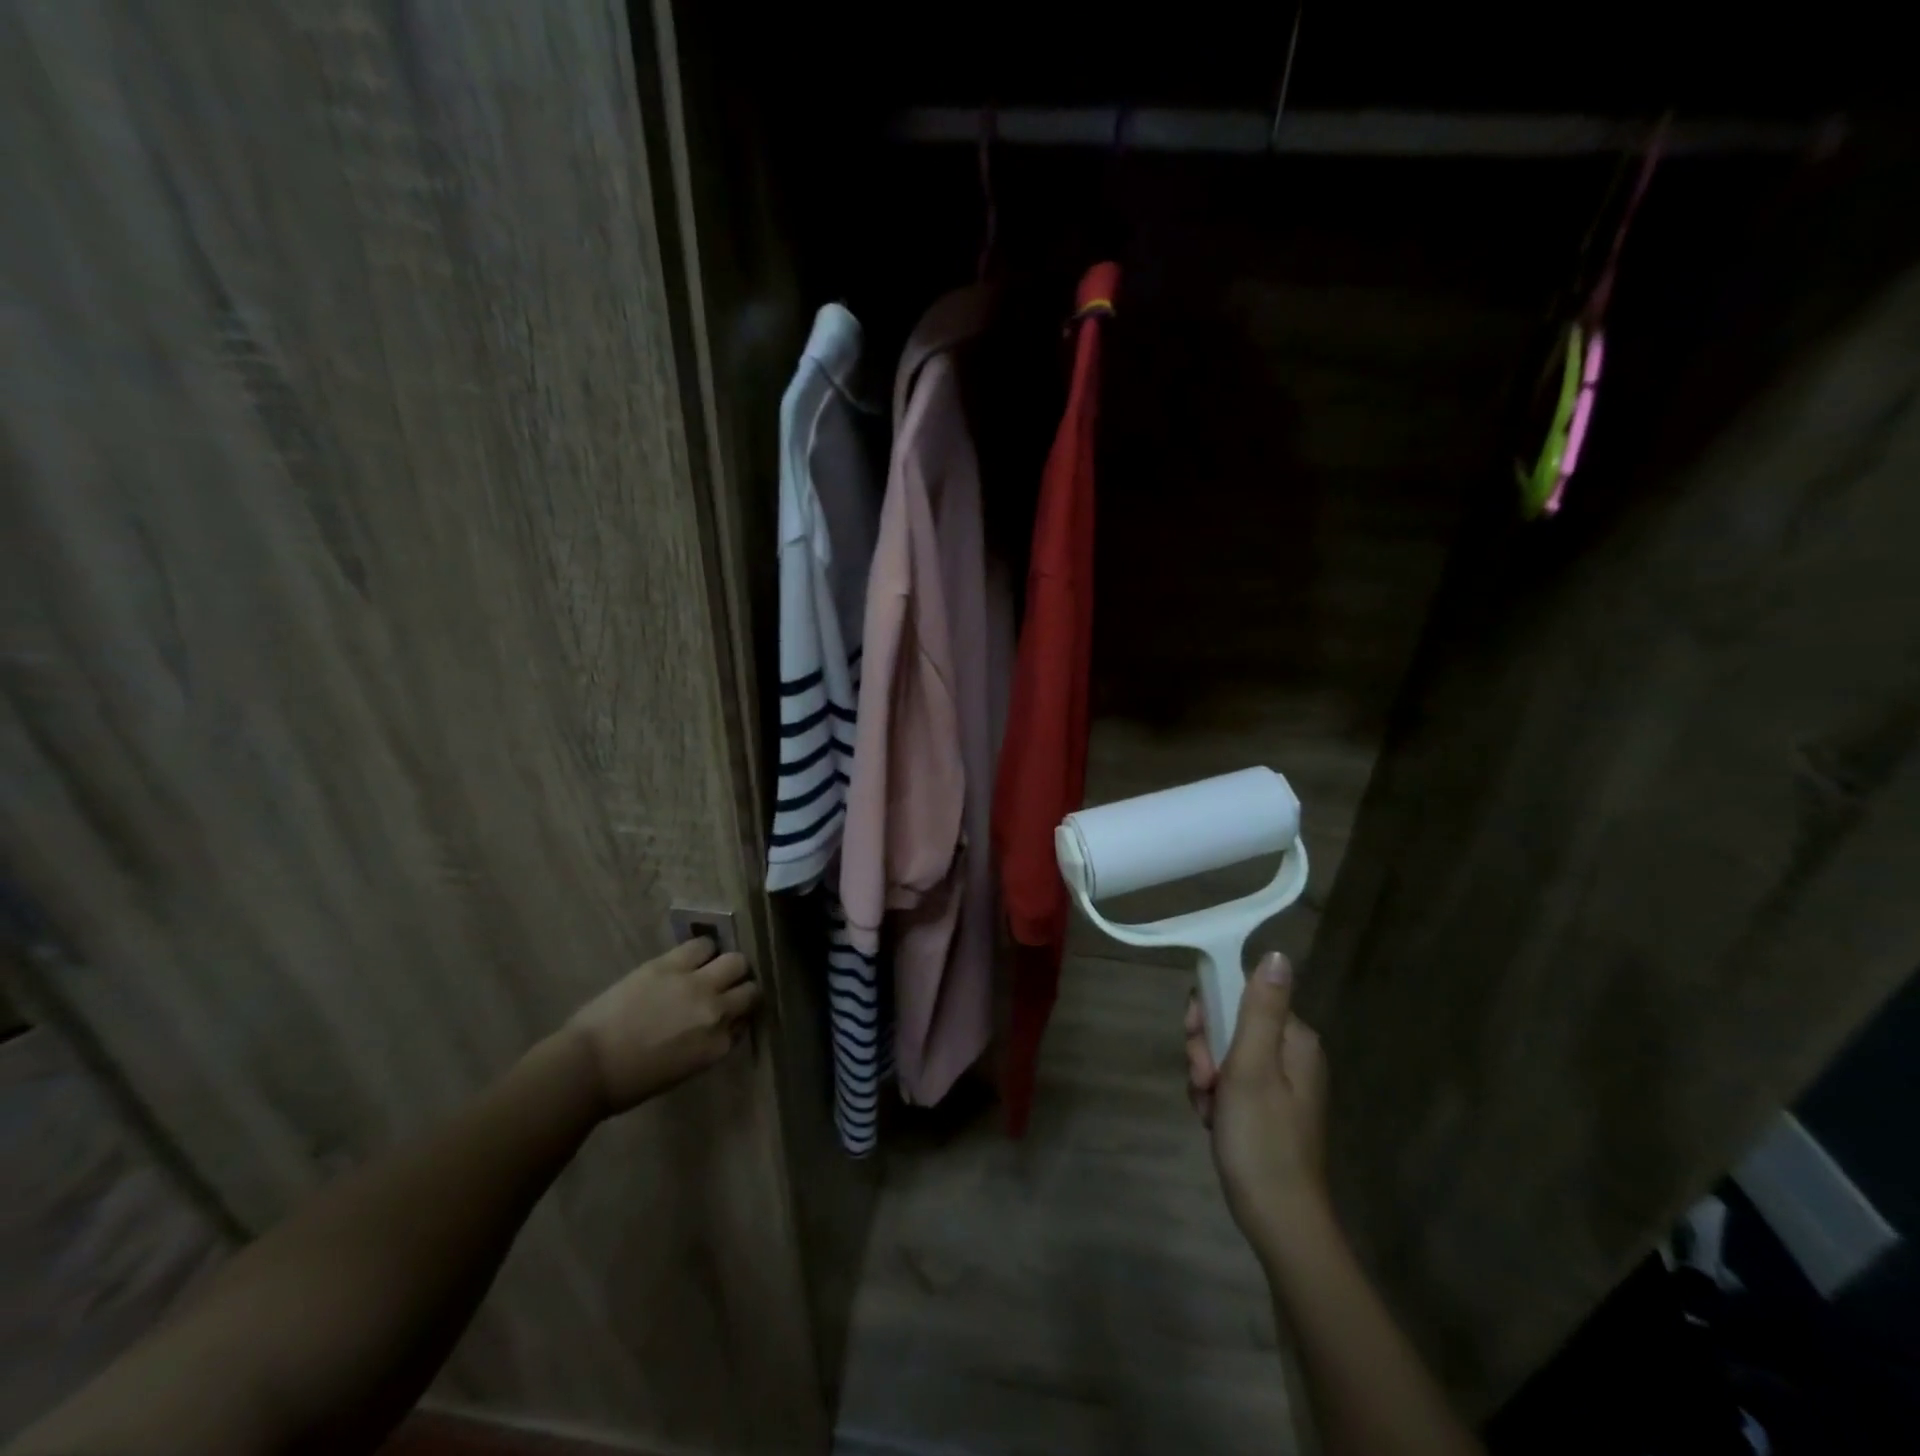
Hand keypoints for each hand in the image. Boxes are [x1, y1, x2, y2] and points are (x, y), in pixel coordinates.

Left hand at [566, 938, 761, 1113]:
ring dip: (727, 966)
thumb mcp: (685, 1069)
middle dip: (741, 987)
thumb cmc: (632, 1080)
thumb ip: (710, 1042)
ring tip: (711, 968)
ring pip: (736, 960)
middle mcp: (716, 1012)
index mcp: (718, 1045)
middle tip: (726, 988)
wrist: (588, 1066)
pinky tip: (692, 957)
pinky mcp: (671, 965)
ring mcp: (696, 985)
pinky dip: (703, 950)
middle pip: (750, 988)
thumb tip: (721, 1023)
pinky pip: (703, 945)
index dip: (737, 1016)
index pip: (745, 1021)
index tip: (727, 1016)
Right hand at [1186, 952, 1330, 1263]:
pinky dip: (1214, 1098)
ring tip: (1210, 1109)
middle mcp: (1290, 1054)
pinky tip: (1213, 1121)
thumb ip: (1260, 1008)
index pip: (1239, 993)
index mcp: (1294, 1039)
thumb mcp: (1252, 1066)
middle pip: (1228, 1023)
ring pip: (1222, 1054)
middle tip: (1205, 1082)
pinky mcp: (1266, 1108)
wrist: (1278, 1220)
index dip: (1209, 1012)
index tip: (1198, 1042)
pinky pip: (1228, 1082)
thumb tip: (1277, 953)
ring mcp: (1278, 1083)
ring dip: (1205, 1077)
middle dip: (1205, 1050)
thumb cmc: (1262, 1139)